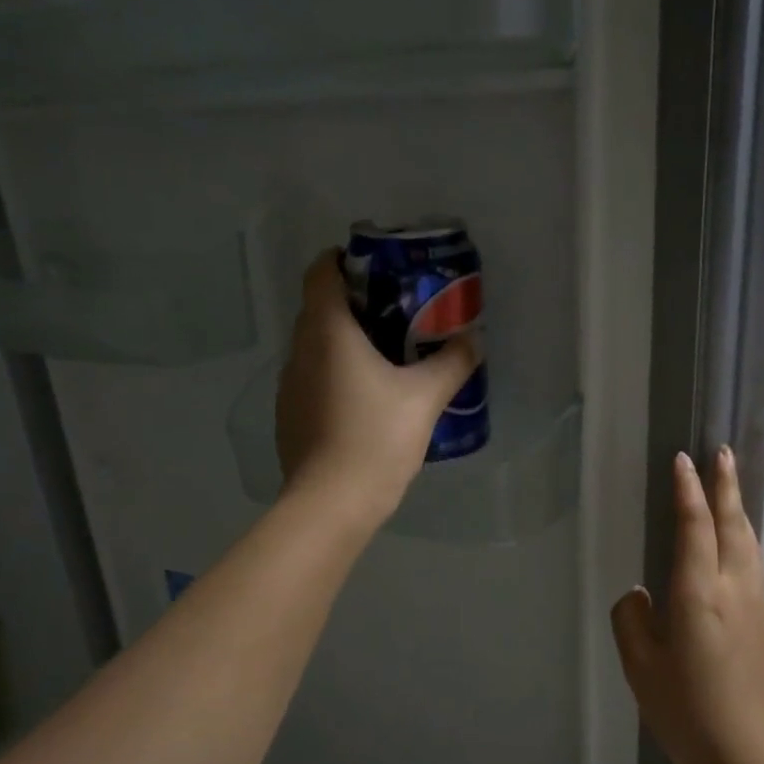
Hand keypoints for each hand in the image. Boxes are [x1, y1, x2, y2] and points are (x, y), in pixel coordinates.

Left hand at [275, 250, 479, 531]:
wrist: (332, 503)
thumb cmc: (376, 439)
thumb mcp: (425, 398)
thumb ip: (452, 363)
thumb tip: (473, 340)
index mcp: (327, 332)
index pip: (321, 272)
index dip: (344, 260)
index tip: (377, 269)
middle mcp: (299, 350)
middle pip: (320, 308)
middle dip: (355, 303)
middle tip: (397, 313)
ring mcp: (289, 385)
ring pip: (315, 346)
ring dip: (345, 342)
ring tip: (386, 358)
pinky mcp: (290, 415)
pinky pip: (313, 378)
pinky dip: (336, 374)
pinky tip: (365, 400)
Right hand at [611, 448, 763, 763]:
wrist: (749, 755)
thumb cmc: (687, 712)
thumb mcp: (641, 668)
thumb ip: (632, 621)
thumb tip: (639, 595)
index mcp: (699, 594)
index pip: (695, 527)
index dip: (689, 491)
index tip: (684, 460)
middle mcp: (733, 589)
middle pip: (733, 524)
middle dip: (726, 486)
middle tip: (723, 453)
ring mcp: (754, 605)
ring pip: (749, 542)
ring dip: (739, 508)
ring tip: (731, 487)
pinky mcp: (763, 623)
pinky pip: (754, 563)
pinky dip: (745, 537)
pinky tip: (739, 541)